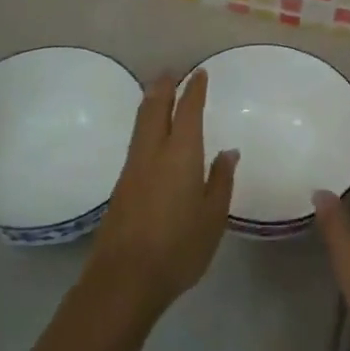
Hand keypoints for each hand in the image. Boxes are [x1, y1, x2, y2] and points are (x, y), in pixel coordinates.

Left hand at [90, 71, 236, 313]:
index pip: (187, 111)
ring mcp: (132, 169)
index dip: (193, 90)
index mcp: (180, 155)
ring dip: (150, 103)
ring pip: (141, 124)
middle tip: (171, 71)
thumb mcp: (213, 217)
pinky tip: (149, 135)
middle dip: (163, 87)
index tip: (199, 73)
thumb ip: (220, 181)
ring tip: (157, 92)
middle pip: (155, 109)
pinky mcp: (121, 186)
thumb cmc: (178, 247)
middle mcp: (152, 153)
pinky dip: (144, 125)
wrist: (124, 279)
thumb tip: (228, 152)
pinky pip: (135, 142)